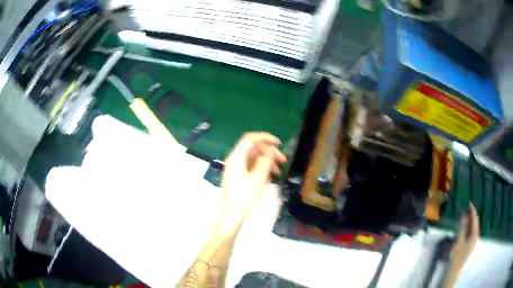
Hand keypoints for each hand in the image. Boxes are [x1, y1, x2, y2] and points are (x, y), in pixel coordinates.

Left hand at [219, 132, 286, 230]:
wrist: (231, 215)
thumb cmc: (244, 197)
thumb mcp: (258, 179)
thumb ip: (266, 161)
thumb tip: (272, 150)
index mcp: (236, 157)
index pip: (250, 138)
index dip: (265, 137)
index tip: (279, 144)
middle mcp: (234, 159)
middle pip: (253, 148)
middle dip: (269, 151)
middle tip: (283, 160)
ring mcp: (235, 167)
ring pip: (253, 157)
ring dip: (266, 160)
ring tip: (279, 170)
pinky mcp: (237, 175)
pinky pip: (250, 165)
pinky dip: (261, 167)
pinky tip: (271, 175)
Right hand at [449, 202, 478, 271]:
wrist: (454, 270)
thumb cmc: (457, 256)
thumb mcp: (458, 242)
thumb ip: (462, 229)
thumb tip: (464, 216)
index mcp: (474, 235)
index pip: (474, 220)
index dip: (472, 211)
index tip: (469, 203)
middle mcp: (475, 237)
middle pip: (475, 223)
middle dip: (471, 216)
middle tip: (466, 209)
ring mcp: (473, 241)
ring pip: (473, 228)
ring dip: (469, 222)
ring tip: (464, 217)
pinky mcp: (470, 245)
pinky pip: (470, 233)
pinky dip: (468, 228)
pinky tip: (464, 228)